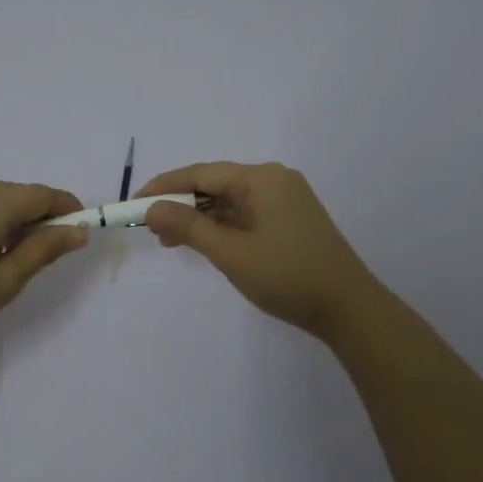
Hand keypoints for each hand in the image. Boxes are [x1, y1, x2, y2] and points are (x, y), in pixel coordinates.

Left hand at [0, 181, 87, 362]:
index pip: (41, 195)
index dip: (66, 209)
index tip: (82, 230)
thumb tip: (78, 231)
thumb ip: (43, 250)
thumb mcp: (5, 282)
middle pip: (17, 194)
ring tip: (18, 257)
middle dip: (40, 215)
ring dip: (15, 218)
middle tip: (52, 251)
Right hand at [138, 161, 388, 343]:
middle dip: (180, 204)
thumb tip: (151, 209)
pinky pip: (245, 213)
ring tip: (170, 241)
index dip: (164, 187)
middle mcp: (274, 180)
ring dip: (199, 217)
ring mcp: (285, 200)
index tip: (134, 204)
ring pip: (229, 200)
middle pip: (215, 184)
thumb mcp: (231, 253)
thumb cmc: (288, 276)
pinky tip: (203, 243)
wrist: (348, 308)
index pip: (201, 173)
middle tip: (150, 228)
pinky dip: (221, 226)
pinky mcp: (289, 219)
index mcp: (262, 179)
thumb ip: (189, 228)